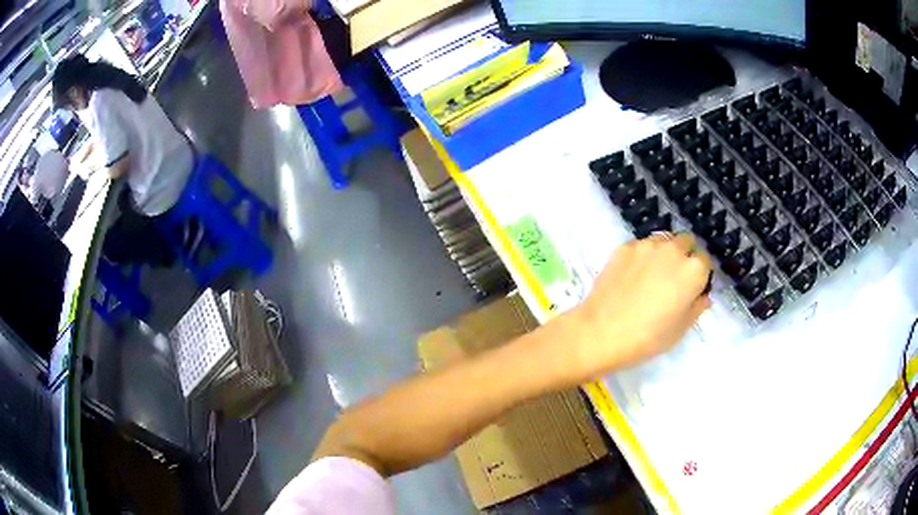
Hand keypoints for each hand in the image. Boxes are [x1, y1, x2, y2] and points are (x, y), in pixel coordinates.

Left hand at [570, 233, 712, 376]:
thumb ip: (696, 307)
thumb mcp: (680, 329)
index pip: (705, 262)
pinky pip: (641, 246)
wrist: (602, 331)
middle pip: (686, 243)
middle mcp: (674, 249)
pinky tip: (632, 276)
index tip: (693, 288)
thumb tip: (703, 296)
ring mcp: (647, 245)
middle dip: (684, 256)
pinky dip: (642, 256)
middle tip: (673, 279)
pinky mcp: (624, 246)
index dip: (700, 275)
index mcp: (693, 270)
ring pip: (663, 240)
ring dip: (664, 252)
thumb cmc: (648, 337)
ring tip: (652, 275)